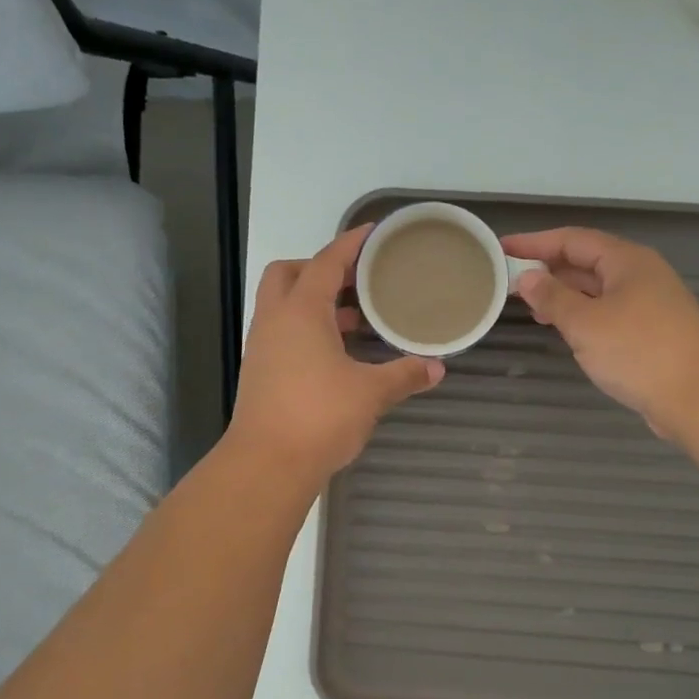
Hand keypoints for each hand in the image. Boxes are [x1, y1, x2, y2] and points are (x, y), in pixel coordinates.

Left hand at [228, 224, 444, 481]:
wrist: (266, 464)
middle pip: (288, 273)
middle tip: (356, 280)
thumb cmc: (319, 416)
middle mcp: (275, 321)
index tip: (372, 234)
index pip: (326, 262)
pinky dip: (307, 329)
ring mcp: (262, 347)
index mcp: (301, 311)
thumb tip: (438, 368)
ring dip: (314, 302)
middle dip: (319, 268)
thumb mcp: (371, 393)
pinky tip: (337, 353)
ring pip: (283, 305)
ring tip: (355, 317)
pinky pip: (282, 333)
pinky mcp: (260, 372)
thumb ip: (405, 374)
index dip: (350, 245)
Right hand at [503, 227, 698, 441]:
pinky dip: (582, 316)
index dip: (534, 243)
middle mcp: (639, 275)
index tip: (501, 248)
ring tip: (532, 307)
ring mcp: (649, 304)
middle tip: (510, 280)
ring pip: (597, 290)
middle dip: (549, 269)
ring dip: (564, 294)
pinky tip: (566, 331)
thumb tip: (528, 278)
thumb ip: (553, 298)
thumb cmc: (639, 351)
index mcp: (626, 261)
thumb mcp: (585, 323)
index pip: (572, 240)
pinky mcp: (651, 333)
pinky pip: (608, 313)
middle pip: (586, 261)